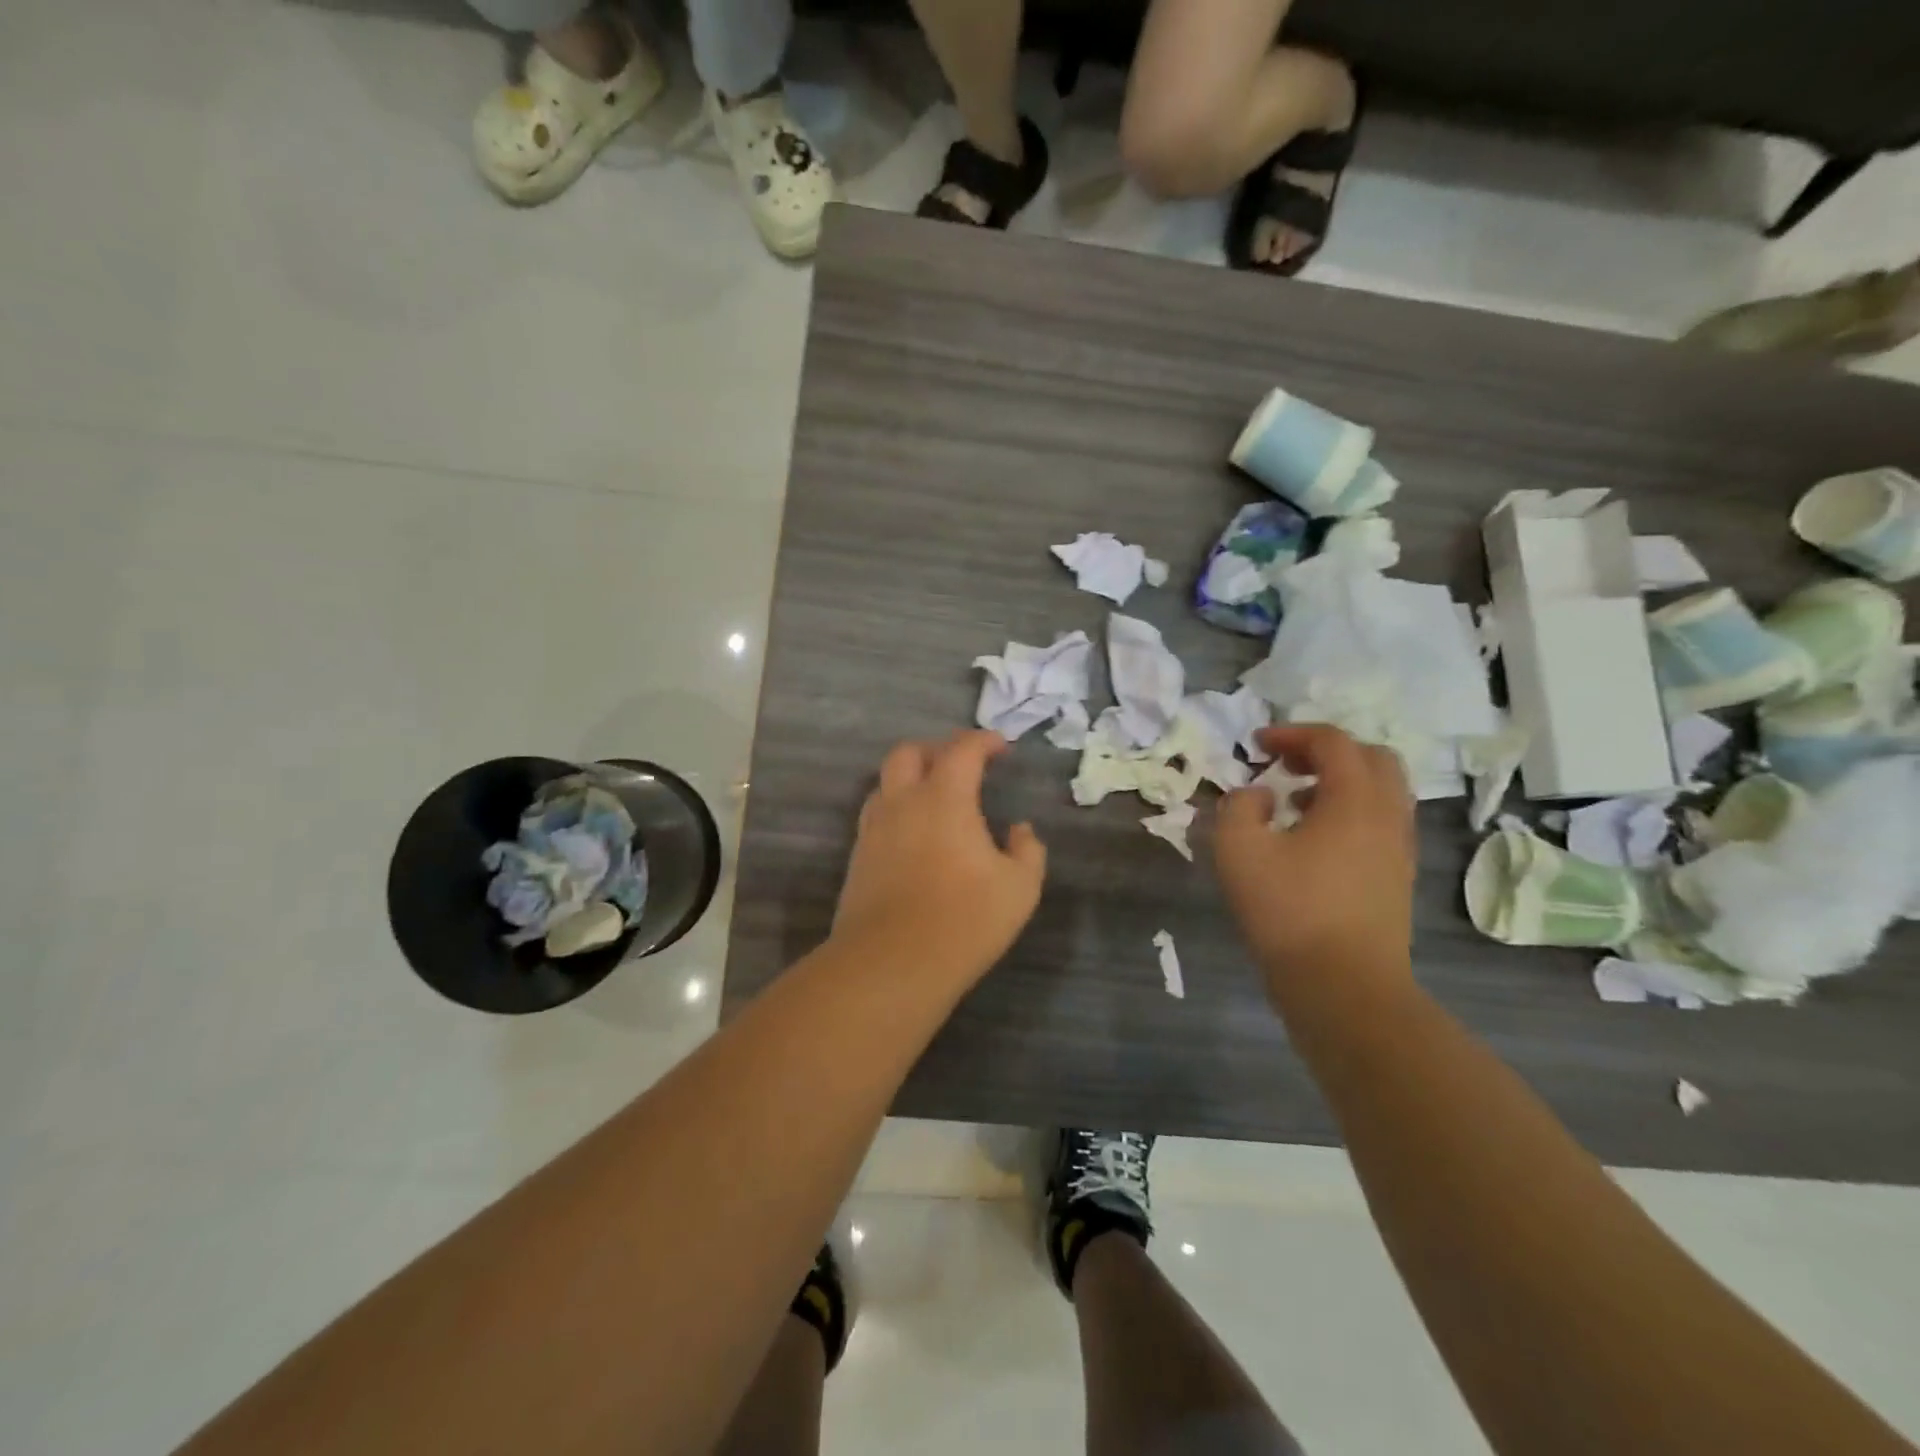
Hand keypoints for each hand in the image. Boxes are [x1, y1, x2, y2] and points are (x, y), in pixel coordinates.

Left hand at [832, 730, 1047, 987]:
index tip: (1001, 747)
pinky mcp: (858, 857)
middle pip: (908, 753)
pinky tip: (913, 835)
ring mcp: (874, 829)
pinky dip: (896, 809)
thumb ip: (1027, 851)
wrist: (892, 962)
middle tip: (961, 765)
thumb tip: (1020, 830)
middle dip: (936, 749)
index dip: (983, 741)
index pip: (962, 750)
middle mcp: (903, 803)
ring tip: (934, 797)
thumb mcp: (1019, 888)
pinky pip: (876, 815)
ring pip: (885, 782)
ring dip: (910, 778)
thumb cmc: (964, 919)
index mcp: (944, 798)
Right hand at [1214, 724, 1416, 1004]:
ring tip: (1294, 801)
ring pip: (1381, 792)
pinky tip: (1312, 841)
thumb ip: (1238, 806)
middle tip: (1285, 763)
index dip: (1292, 733)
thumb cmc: (1288, 911)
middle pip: (1371, 758)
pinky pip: (1380, 822)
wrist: (1344, 986)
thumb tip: (1258, 795)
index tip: (1255, 745)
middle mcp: (1388, 815)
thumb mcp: (1238, 850)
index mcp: (1354, 800)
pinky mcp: (1397, 877)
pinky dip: (1349, 812)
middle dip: (1325, 751)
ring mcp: (1399, 848)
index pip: (1333, 742)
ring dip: (1340, 782)